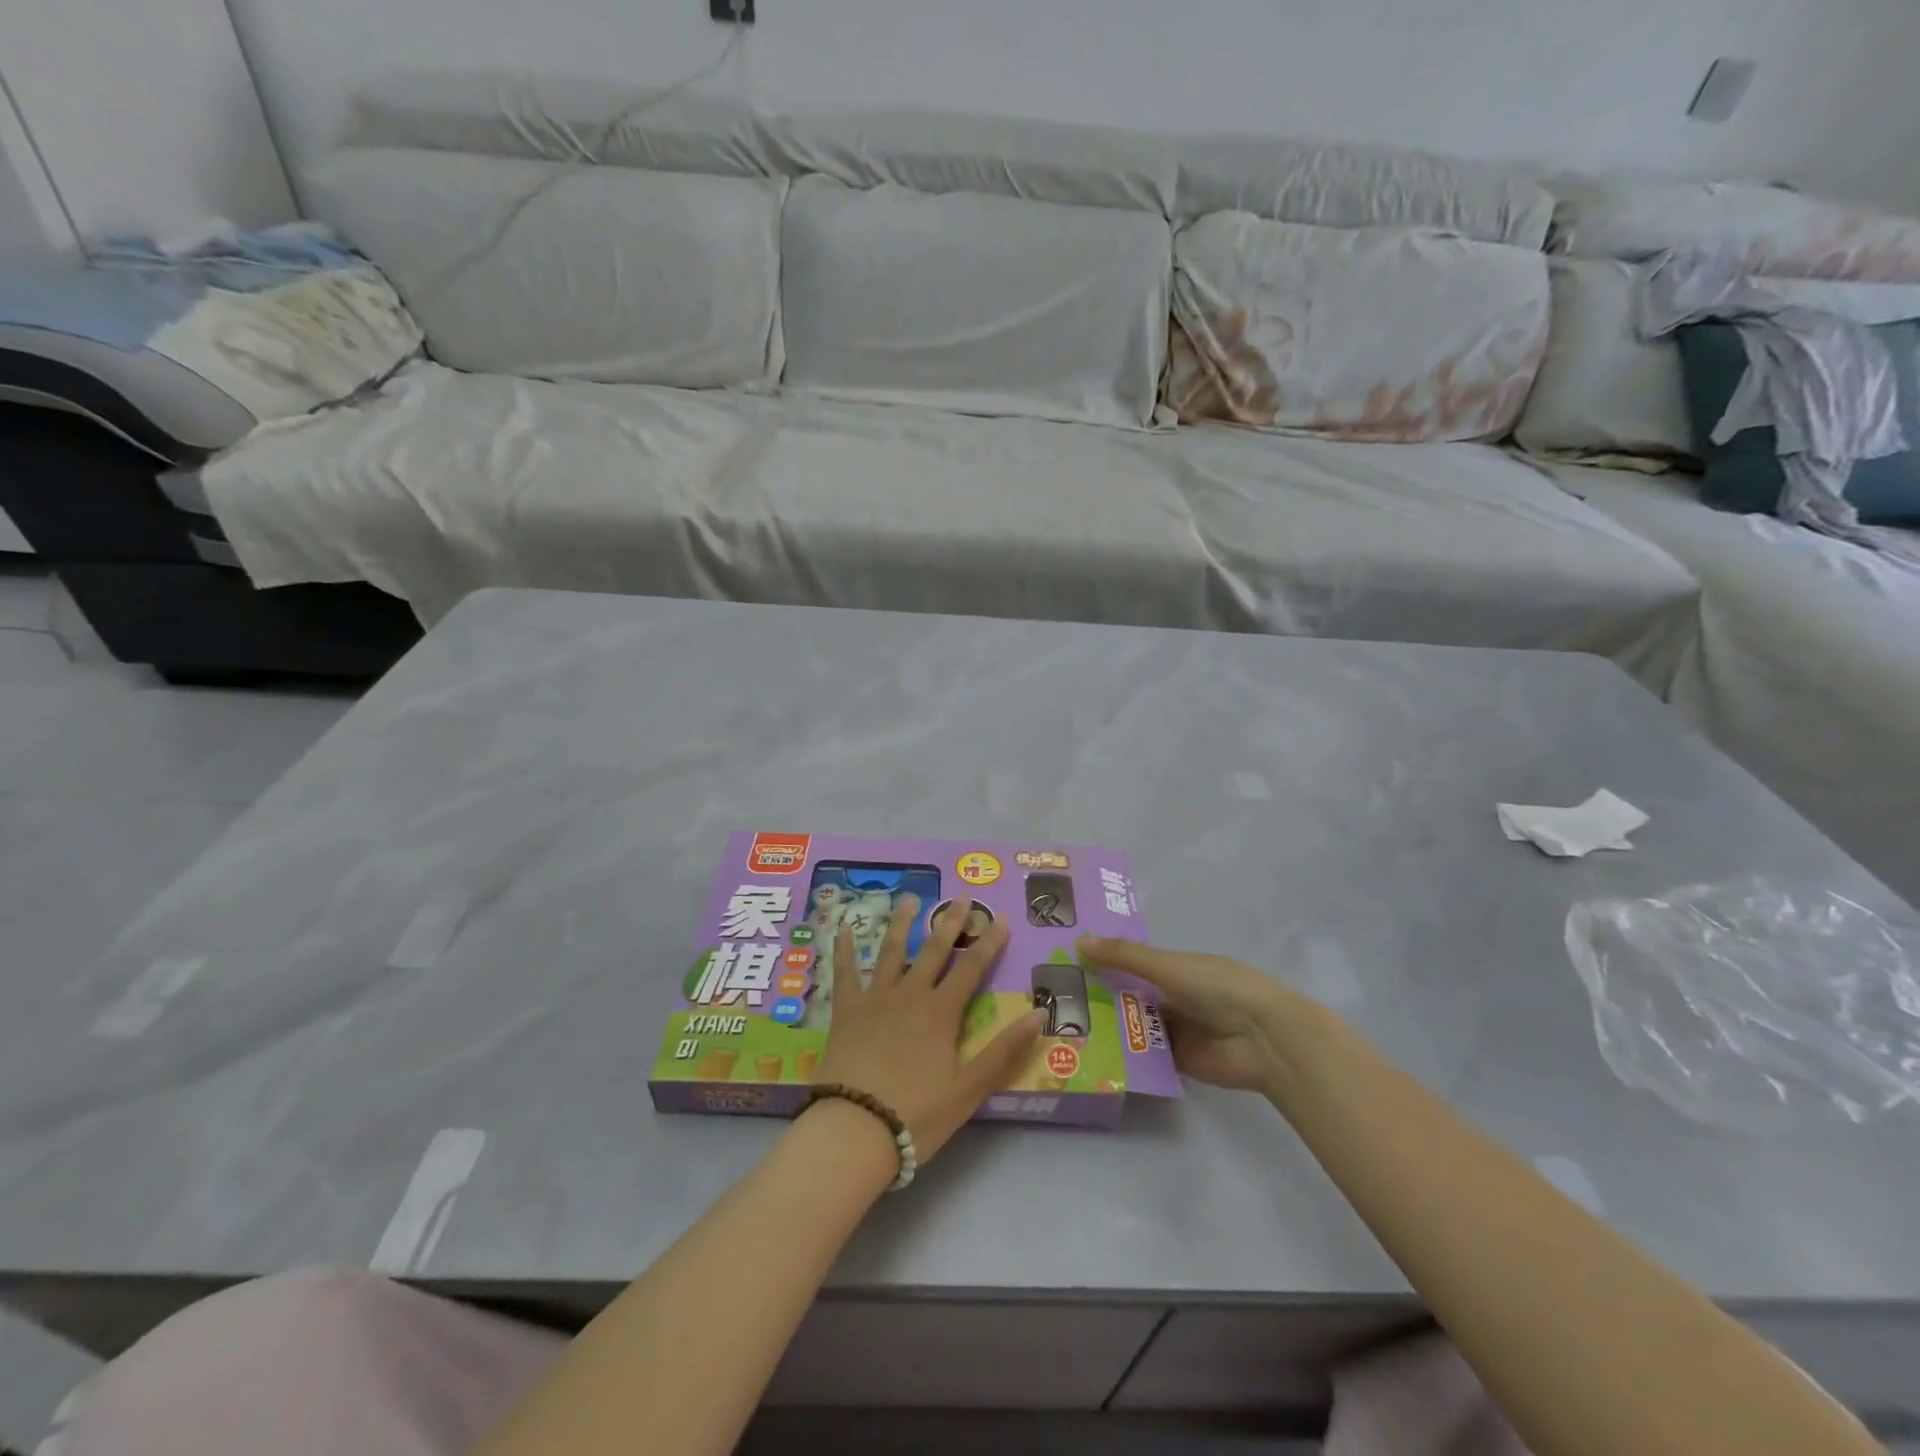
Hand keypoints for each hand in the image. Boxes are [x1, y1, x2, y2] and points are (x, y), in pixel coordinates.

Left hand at [815, 893, 1044, 1162]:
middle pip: (933, 950)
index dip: (989, 942)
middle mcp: (910, 995)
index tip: (1001, 916)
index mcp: (941, 1013)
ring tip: (910, 898)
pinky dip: (844, 949)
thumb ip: (1004, 1051)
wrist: (855, 1130)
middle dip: (951, 922)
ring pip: (890, 951)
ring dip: (902, 923)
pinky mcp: (846, 1011)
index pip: (972, 968)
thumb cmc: (916, 1115)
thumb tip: (1040, 1014)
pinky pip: (845, 973)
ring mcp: (875, 999)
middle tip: (961, 896)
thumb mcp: (969, 1090)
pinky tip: (844, 928)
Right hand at [1077, 937, 1308, 1093]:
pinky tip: (1088, 1053)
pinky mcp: (1176, 1061)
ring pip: (1132, 1026)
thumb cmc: (1218, 987)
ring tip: (1060, 1026)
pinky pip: (1144, 1055)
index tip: (1062, 961)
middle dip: (1097, 996)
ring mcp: (1174, 1030)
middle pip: (1127, 996)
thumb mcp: (1168, 965)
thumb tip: (1079, 942)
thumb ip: (1124, 956)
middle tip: (1050, 997)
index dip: (1101, 961)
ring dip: (1106, 1026)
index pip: (1129, 963)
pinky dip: (1123, 1054)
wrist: (1262, 1037)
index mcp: (1173, 968)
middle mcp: (1171, 996)